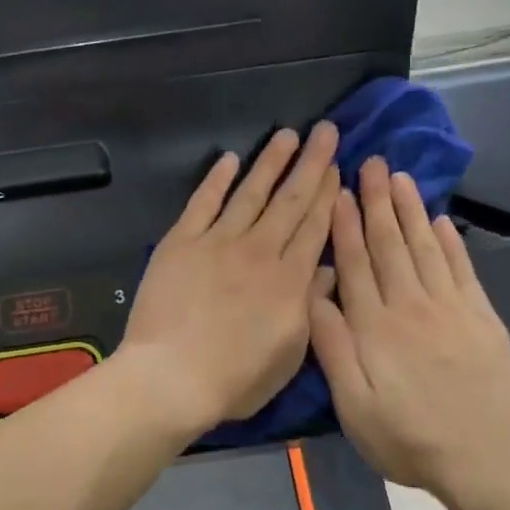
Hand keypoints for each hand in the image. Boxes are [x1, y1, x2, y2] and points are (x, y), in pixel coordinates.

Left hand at [120, 123, 340, 431]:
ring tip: (287, 134)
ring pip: (251, 192)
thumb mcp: (290, 354)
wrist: (171, 376)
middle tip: (325, 131)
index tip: (338, 167)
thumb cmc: (234, 378)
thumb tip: (329, 269)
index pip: (315, 227)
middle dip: (311, 163)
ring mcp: (218, 242)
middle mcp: (258, 251)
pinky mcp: (182, 242)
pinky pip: (203, 202)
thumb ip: (311, 306)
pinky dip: (216, 179)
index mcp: (289, 280)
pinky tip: (228, 159)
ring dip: (270, 161)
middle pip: (290, 200)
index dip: (328, 194)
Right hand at [309, 157, 509, 496]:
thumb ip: (332, 347)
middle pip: (390, 244)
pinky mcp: (482, 318)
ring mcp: (451, 309)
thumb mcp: (353, 405)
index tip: (339, 190)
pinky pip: (463, 269)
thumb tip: (314, 295)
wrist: (486, 461)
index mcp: (375, 326)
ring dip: (410, 210)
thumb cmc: (407, 438)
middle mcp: (412, 306)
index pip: (355, 263)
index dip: (345, 224)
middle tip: (371, 163)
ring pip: (425, 248)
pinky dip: (450, 241)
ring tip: (400, 177)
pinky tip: (440, 220)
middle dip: (378, 201)